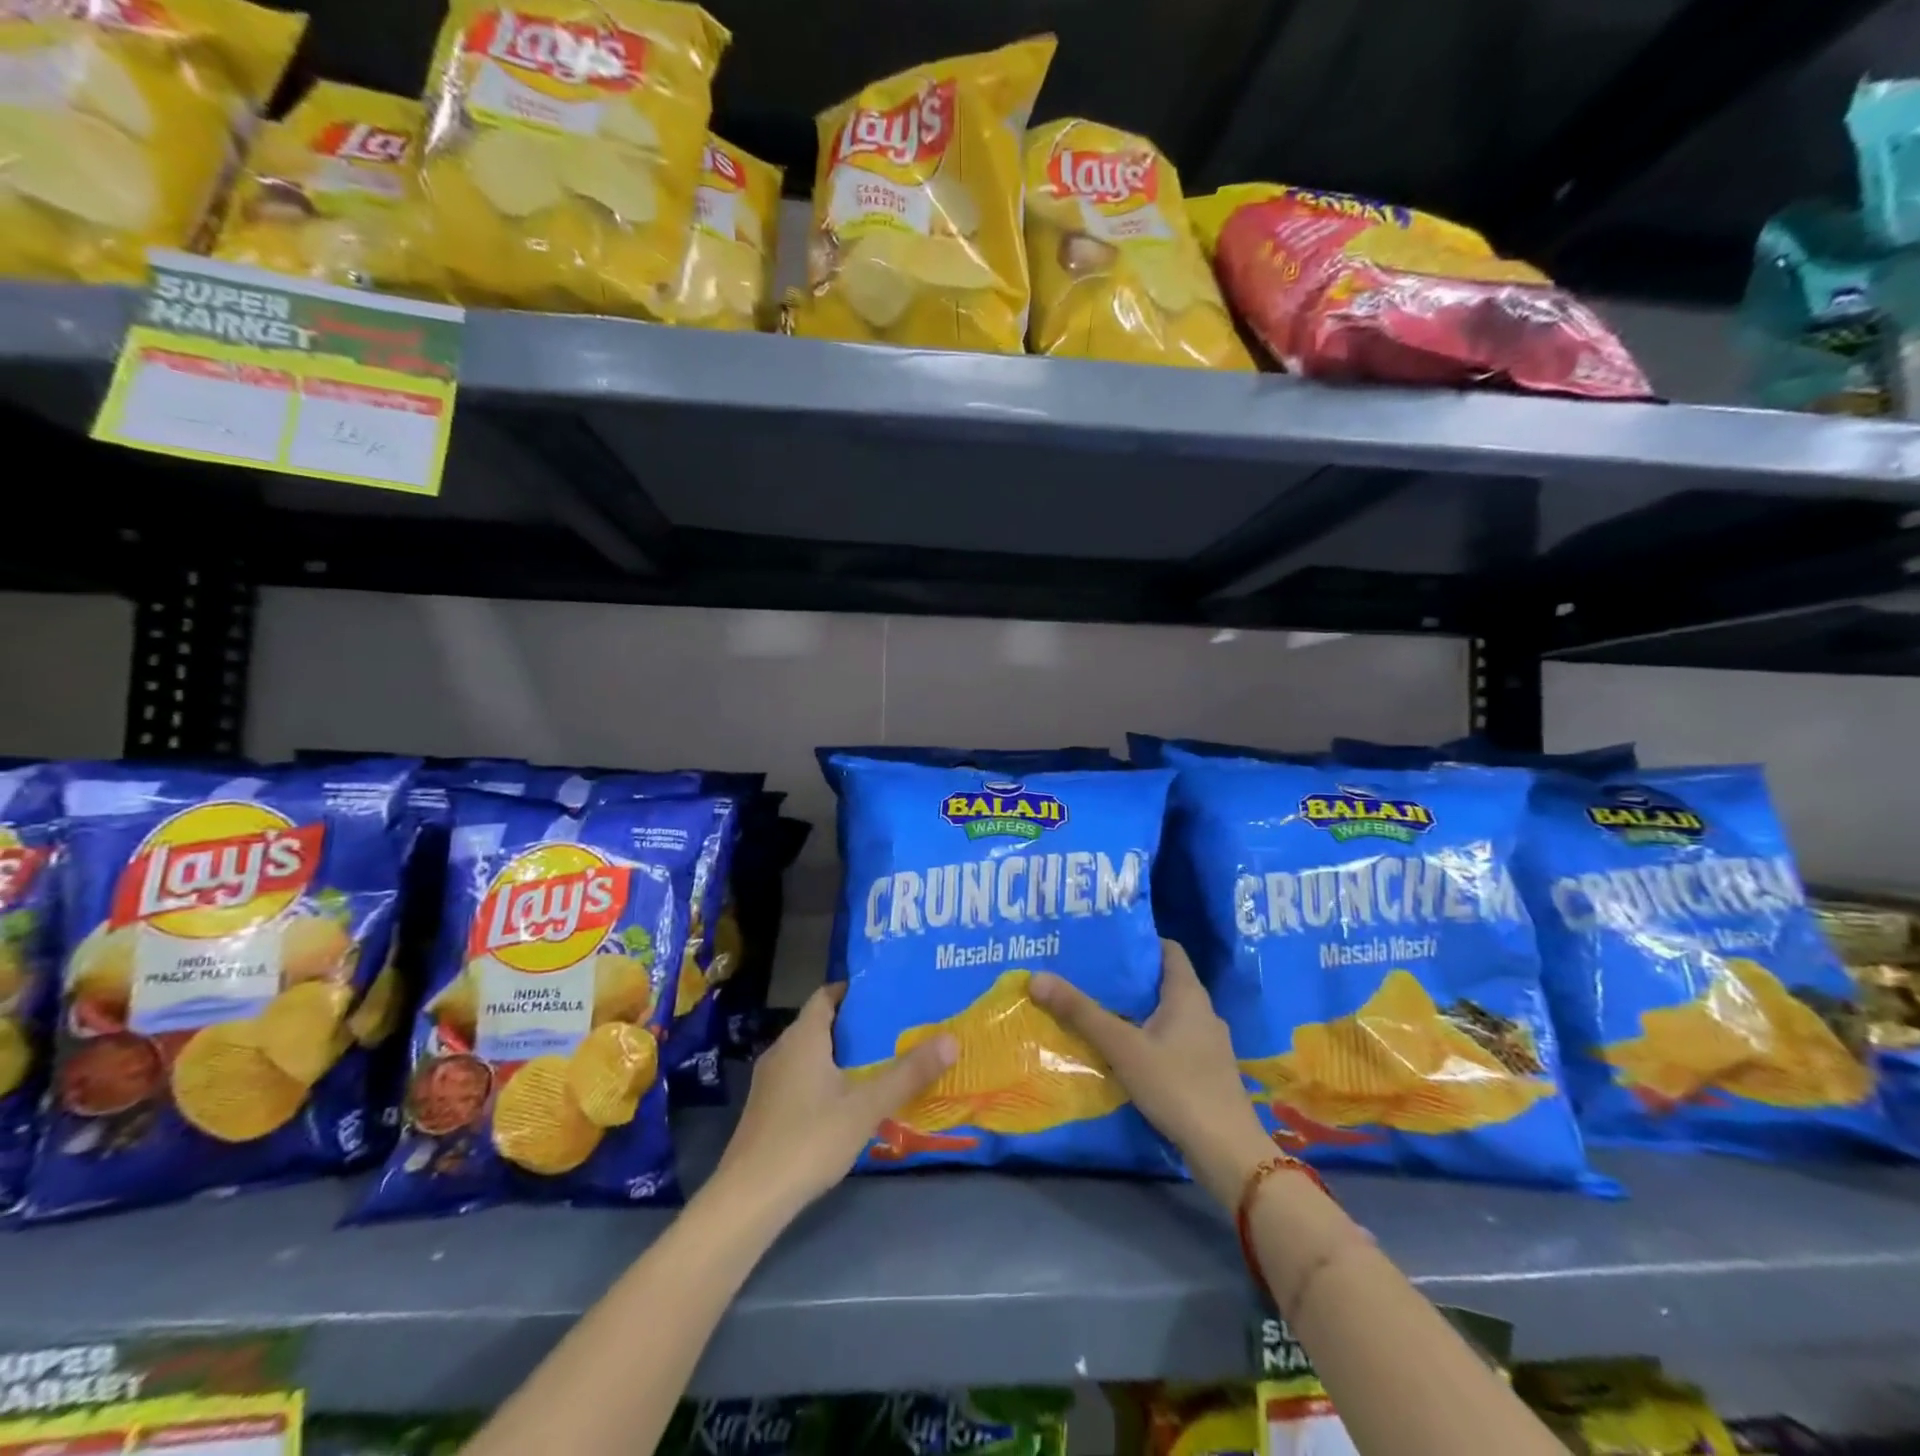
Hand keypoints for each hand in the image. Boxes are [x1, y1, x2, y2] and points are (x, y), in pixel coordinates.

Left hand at [712, 982, 956, 1215]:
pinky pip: (801, 1079)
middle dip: (856, 1025)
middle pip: (822, 1024)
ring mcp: (770, 1082)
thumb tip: (951, 1039)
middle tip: (895, 1028)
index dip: (855, 991)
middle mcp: (782, 1050)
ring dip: (842, 1055)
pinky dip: (826, 1079)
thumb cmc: (809, 1139)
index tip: (887, 994)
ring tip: (879, 1063)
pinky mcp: (766, 1110)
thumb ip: (908, 1073)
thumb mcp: (867, 1106)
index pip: (827, 995)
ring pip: (811, 1054)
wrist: (748, 1199)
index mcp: (803, 1037)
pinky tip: (848, 1102)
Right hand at [1031, 940, 1273, 1206]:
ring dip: (1137, 1011)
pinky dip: (1149, 1038)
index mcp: (1188, 994)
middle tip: (1089, 976)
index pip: (1168, 949)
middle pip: (1163, 981)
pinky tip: (1124, 1053)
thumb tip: (1037, 977)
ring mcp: (1208, 1044)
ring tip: (1100, 1011)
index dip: (1139, 942)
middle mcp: (1203, 1011)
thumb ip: (1080, 1012)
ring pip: (1167, 1014)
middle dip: (1128, 978)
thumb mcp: (1122, 1047)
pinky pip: (1173, 1040)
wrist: (1227, 1152)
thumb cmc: (1177, 1086)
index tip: (1105, 943)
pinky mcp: (1206, 1071)